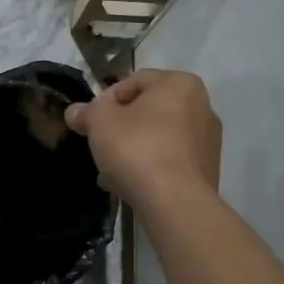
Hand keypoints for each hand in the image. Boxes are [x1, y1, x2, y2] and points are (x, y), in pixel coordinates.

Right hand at [63, 69, 220, 208]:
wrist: (175, 202)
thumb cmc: (137, 149)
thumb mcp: (99, 122)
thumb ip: (86, 112)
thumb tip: (75, 111)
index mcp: (180, 84)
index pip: (134, 81)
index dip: (106, 100)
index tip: (91, 121)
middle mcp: (202, 106)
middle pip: (148, 110)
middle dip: (121, 126)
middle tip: (100, 145)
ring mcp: (208, 140)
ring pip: (158, 137)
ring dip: (133, 148)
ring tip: (111, 170)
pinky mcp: (207, 169)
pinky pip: (170, 160)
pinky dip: (150, 166)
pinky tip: (130, 184)